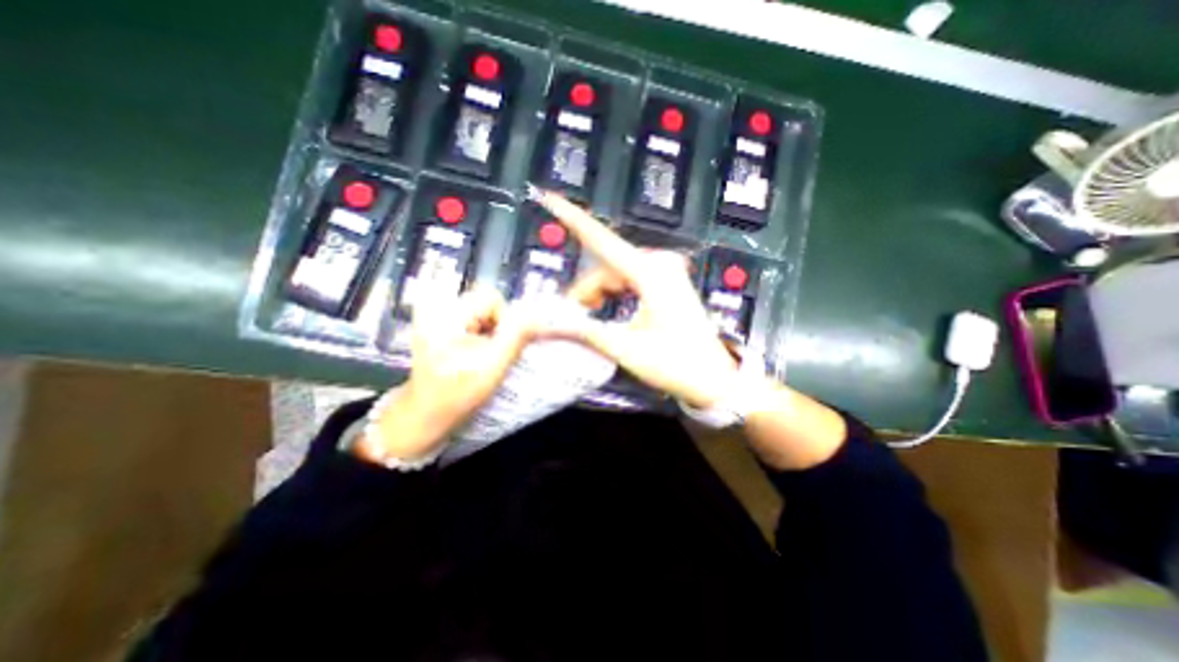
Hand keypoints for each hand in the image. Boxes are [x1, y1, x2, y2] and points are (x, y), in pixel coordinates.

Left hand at [361, 288, 539, 462]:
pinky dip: (479, 335)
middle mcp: (437, 308)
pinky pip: (471, 320)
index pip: (492, 298)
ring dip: (489, 333)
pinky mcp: (436, 325)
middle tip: (490, 354)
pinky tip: (471, 354)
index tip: (500, 346)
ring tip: (479, 356)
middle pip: (486, 303)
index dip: (504, 320)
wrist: (424, 414)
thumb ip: (517, 337)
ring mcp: (434, 316)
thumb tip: (535, 316)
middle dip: (496, 327)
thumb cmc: (457, 393)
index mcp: (446, 315)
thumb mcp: (493, 366)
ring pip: (481, 313)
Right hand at [532, 190, 734, 408]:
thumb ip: (585, 332)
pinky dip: (614, 294)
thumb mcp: (626, 348)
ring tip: (590, 319)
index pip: (601, 239)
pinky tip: (609, 311)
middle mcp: (659, 265)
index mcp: (650, 274)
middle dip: (585, 289)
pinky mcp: (667, 284)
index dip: (572, 218)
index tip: (551, 199)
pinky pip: (630, 280)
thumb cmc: (678, 364)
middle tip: (571, 316)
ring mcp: (666, 273)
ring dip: (599, 294)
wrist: (714, 378)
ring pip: (616, 274)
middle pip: (606, 265)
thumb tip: (551, 322)